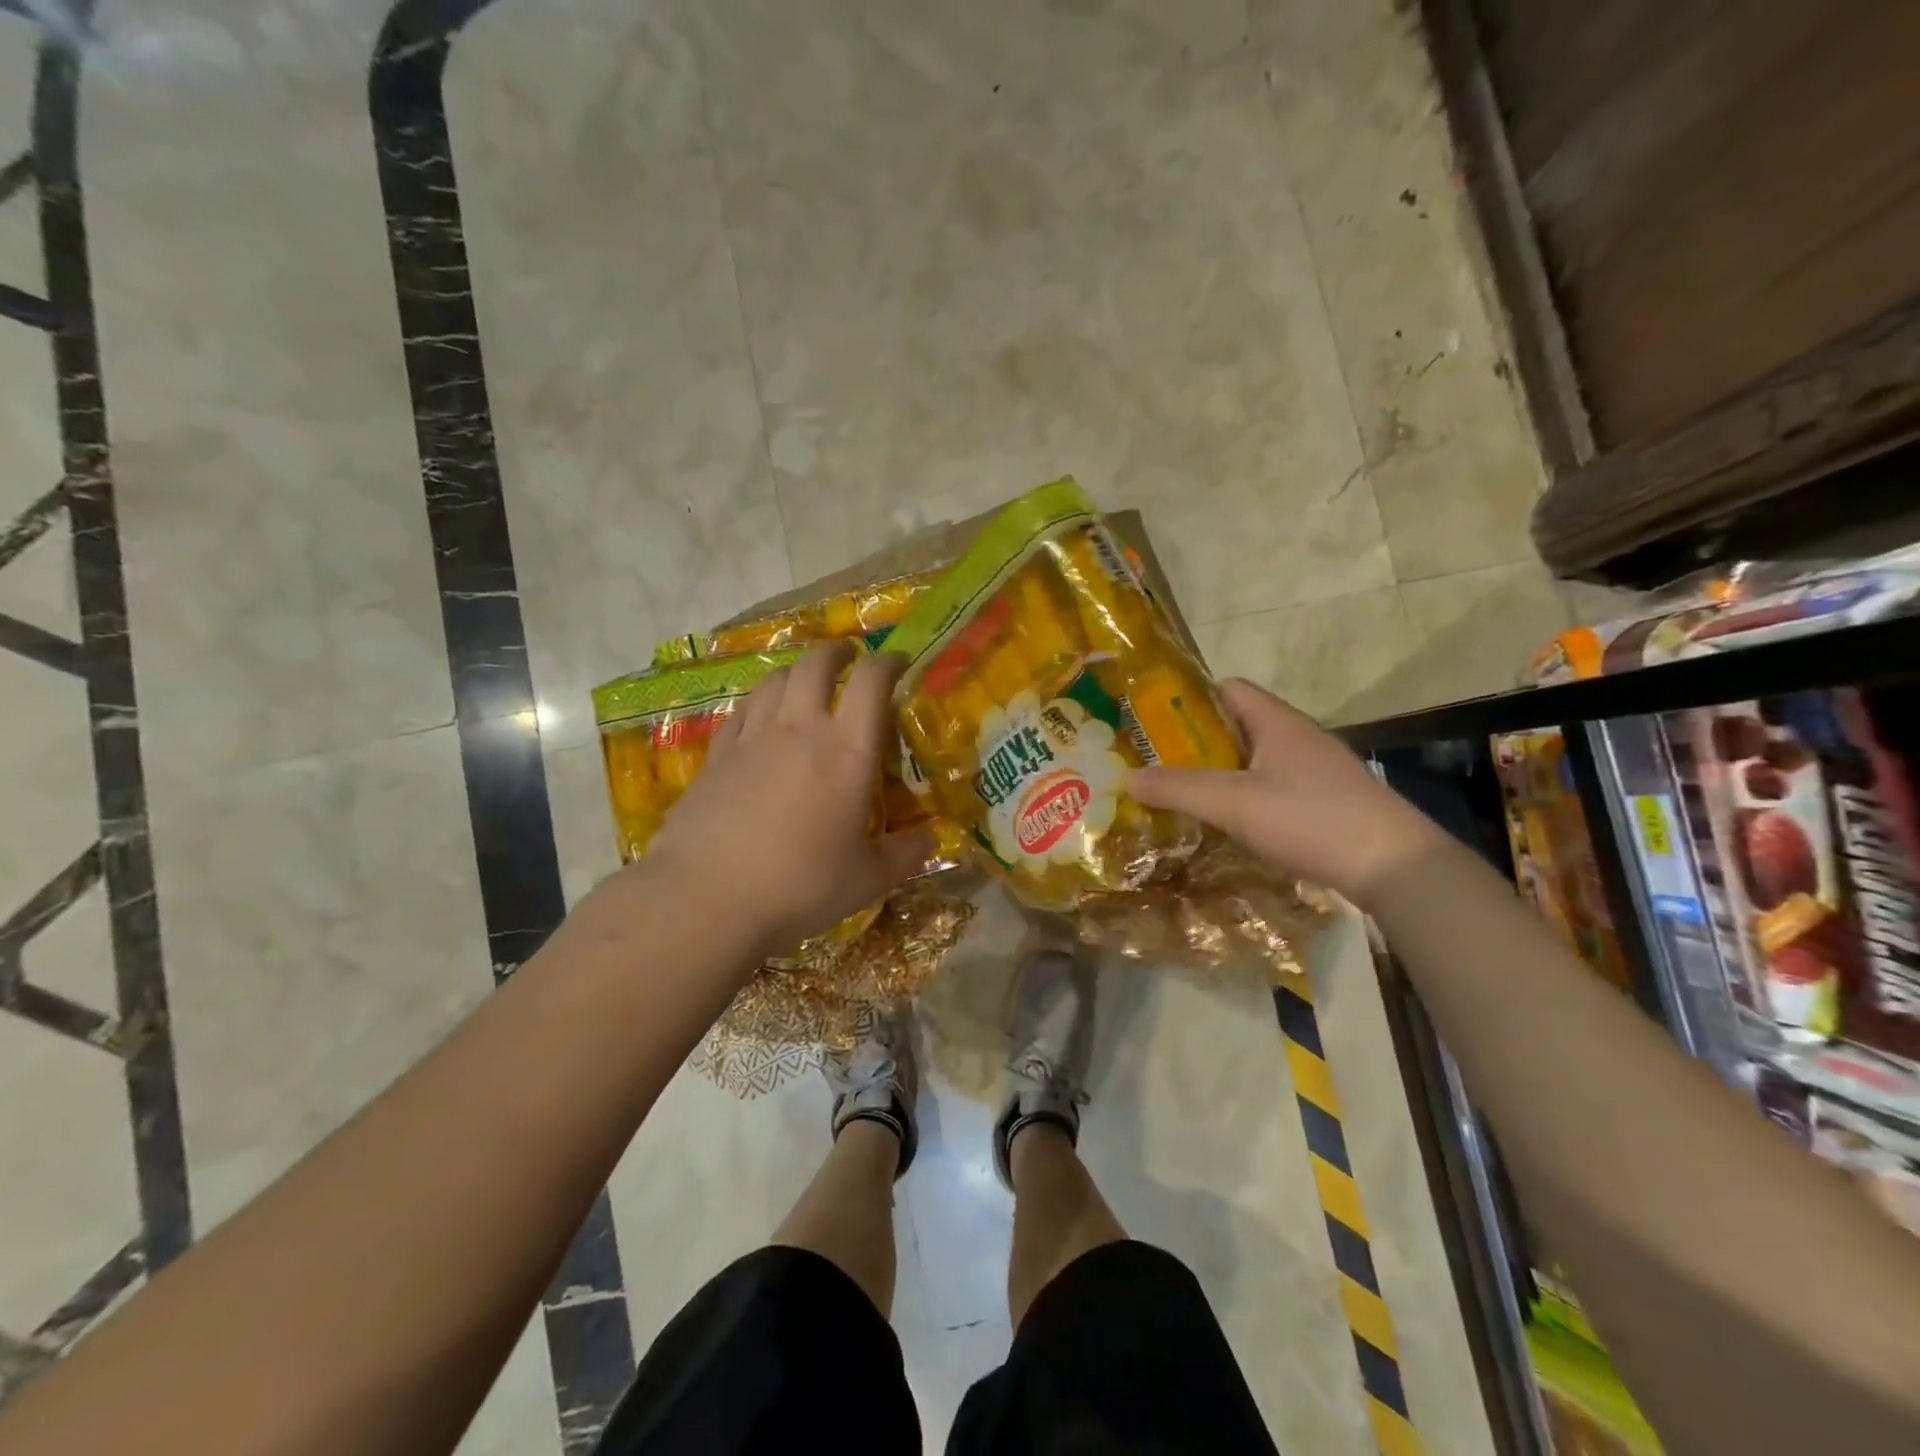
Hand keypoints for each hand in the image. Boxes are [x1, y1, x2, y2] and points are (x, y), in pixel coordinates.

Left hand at [638, 642, 933, 959]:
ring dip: (796, 671)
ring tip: (805, 681)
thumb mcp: (866, 880)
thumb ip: (903, 855)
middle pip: (816, 664)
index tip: (898, 662)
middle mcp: (800, 729)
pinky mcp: (716, 756)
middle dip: (836, 651)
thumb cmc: (799, 886)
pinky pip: (742, 711)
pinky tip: (761, 717)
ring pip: (775, 680)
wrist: (707, 898)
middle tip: (848, 656)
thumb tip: (932, 841)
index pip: (871, 681)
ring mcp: (752, 738)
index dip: (888, 662)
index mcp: (847, 751)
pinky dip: (759, 703)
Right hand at [1129, 678, 1444, 905]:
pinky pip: (1275, 785)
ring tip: (1185, 794)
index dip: (1191, 698)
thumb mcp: (1233, 802)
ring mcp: (1317, 770)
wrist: (1394, 866)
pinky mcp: (1327, 801)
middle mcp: (1298, 737)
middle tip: (1159, 763)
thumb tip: (1128, 777)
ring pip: (1257, 758)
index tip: (1155, 722)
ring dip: (1222, 771)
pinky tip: (1231, 822)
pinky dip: (1247, 795)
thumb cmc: (1310, 819)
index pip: (1229, 688)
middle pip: (1239, 724)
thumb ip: (1179, 788)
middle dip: (1198, 741)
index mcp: (1277, 722)